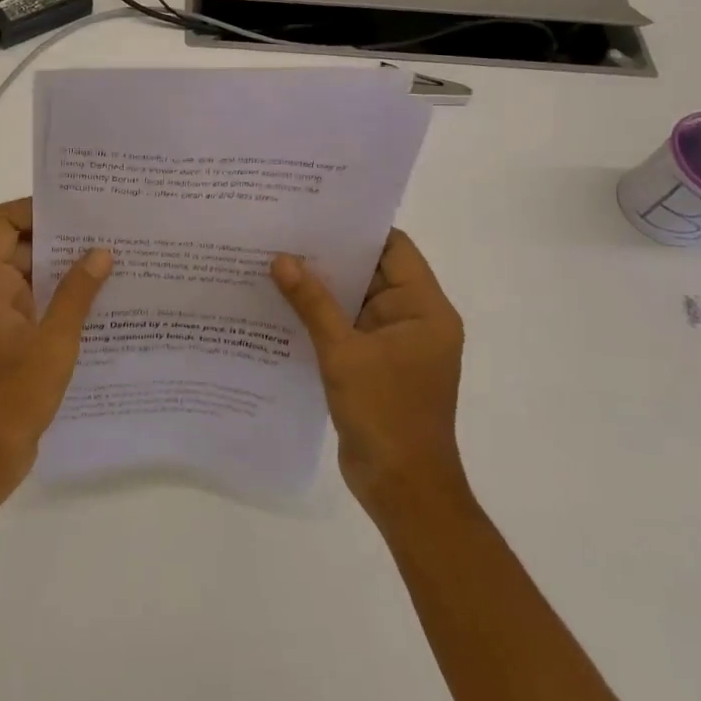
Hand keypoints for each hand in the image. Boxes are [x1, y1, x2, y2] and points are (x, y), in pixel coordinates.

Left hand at [0, 199, 111, 505]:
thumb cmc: (10, 398)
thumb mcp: (53, 343)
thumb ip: (77, 293)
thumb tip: (101, 252)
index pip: (2, 223)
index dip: (36, 209)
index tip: (79, 209)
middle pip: (16, 247)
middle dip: (59, 240)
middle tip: (107, 232)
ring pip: (25, 278)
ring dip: (61, 272)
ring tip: (110, 262)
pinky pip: (28, 305)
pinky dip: (55, 299)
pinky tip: (96, 303)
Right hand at [272, 229, 467, 516]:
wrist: (402, 488)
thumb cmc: (385, 414)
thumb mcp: (344, 353)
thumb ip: (312, 303)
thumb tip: (281, 259)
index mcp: (425, 309)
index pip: (394, 248)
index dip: (357, 228)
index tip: (315, 211)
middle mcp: (414, 319)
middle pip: (372, 271)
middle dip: (330, 256)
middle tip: (283, 231)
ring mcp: (394, 344)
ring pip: (355, 300)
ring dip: (321, 287)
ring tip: (274, 261)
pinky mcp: (375, 365)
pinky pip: (347, 328)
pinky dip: (321, 317)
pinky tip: (282, 305)